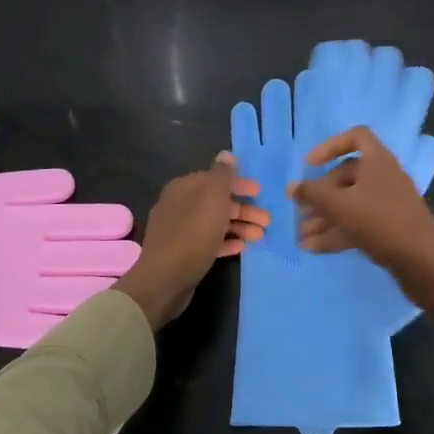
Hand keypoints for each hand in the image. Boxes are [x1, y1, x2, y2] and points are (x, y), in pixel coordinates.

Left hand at [114, 154, 268, 327]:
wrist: (166, 278)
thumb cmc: (194, 232)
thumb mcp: (213, 197)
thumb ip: (222, 175)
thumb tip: (226, 155)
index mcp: (184, 188)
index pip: (215, 179)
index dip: (239, 184)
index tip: (260, 193)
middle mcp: (179, 205)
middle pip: (217, 202)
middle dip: (244, 210)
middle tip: (267, 220)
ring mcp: (180, 230)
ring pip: (215, 223)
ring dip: (239, 227)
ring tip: (260, 236)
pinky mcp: (183, 253)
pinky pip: (208, 242)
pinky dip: (225, 242)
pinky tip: (241, 248)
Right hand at [289, 127, 433, 328]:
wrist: (423, 262)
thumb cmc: (379, 222)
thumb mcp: (340, 205)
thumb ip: (312, 194)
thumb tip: (292, 187)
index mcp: (378, 161)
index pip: (356, 137)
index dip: (330, 146)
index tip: (310, 165)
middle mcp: (385, 178)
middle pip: (347, 177)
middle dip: (320, 195)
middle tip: (299, 212)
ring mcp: (389, 205)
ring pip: (351, 204)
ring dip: (325, 218)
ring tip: (300, 236)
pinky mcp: (390, 229)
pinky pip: (358, 224)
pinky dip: (337, 233)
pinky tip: (313, 248)